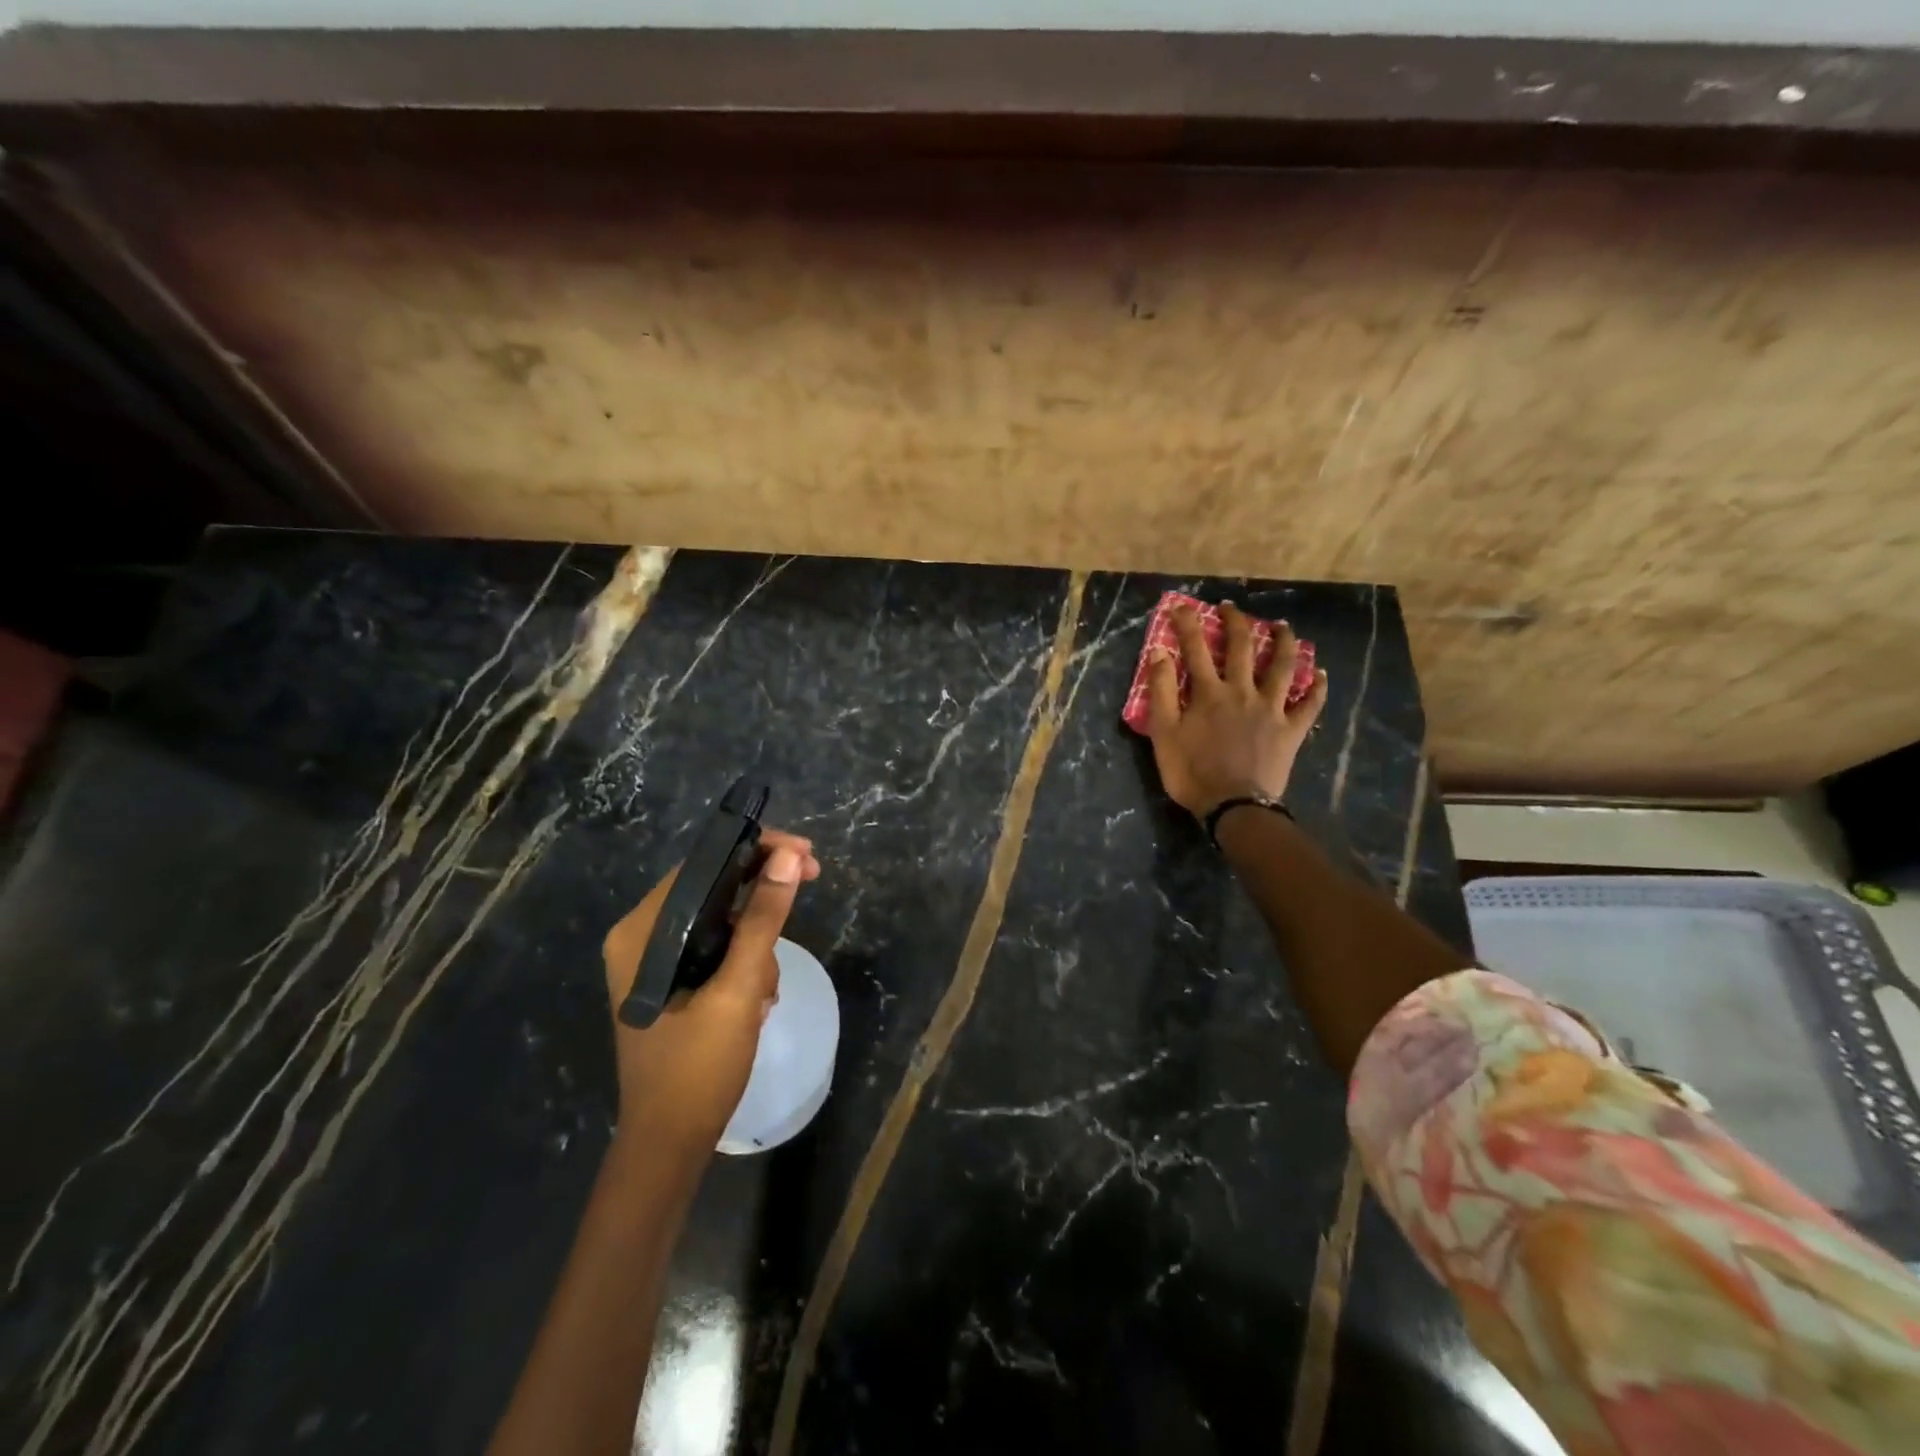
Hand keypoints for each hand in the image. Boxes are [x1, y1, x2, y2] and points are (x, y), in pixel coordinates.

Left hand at [600, 830, 821, 1155]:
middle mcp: (640, 937)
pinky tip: (756, 999)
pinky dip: (744, 962)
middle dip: (762, 896)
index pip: (702, 866)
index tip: (804, 854)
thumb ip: (763, 919)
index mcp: (641, 931)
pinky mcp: (669, 982)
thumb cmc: (698, 1067)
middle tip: (811, 882)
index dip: (756, 849)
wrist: (670, 1143)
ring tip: (764, 990)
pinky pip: (716, 948)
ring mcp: (653, 961)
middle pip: (712, 889)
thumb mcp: (738, 988)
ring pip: (720, 919)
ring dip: (755, 942)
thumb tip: (789, 856)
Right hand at [1147, 602, 1328, 817]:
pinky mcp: (1291, 730)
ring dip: (1283, 643)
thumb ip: (1161, 690)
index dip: (1187, 624)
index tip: (1181, 606)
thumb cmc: (1192, 772)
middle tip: (1231, 608)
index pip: (1195, 648)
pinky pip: (1309, 705)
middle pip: (1242, 648)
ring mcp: (1271, 709)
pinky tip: (1320, 674)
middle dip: (1236, 622)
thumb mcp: (1163, 733)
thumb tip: (1160, 652)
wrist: (1233, 806)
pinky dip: (1316, 688)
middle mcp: (1243, 691)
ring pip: (1282, 667)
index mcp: (1209, 692)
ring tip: (1283, 626)